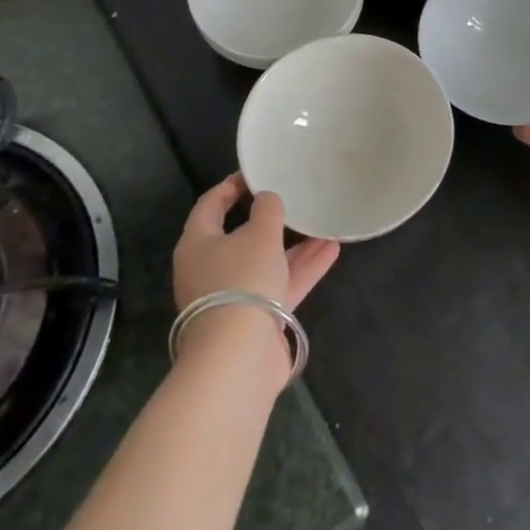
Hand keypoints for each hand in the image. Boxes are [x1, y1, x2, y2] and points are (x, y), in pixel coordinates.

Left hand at [173, 175, 339, 312]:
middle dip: (270, 219)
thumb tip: (267, 199)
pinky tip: (331, 250)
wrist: (238, 357)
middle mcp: (211, 269)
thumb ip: (267, 209)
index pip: (210, 205)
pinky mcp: (255, 319)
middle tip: (292, 198)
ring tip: (323, 223)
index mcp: (198, 244)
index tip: (256, 172)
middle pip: (240, 236)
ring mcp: (233, 296)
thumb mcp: (260, 233)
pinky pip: (280, 284)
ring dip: (294, 245)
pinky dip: (302, 268)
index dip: (231, 186)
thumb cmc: (242, 280)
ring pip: (265, 261)